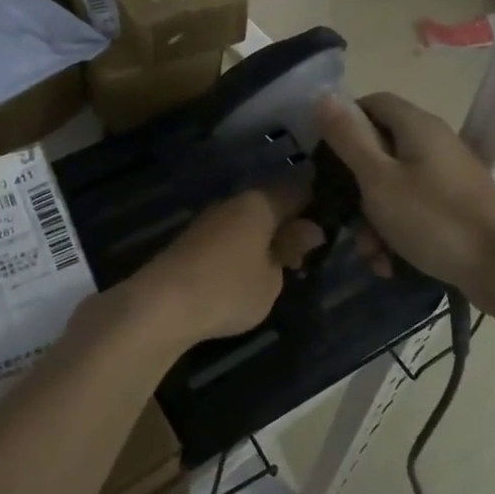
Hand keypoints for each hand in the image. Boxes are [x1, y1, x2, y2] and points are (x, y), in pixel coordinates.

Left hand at [123, 182, 323, 349]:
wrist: (161, 304)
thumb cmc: (228, 289)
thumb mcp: (272, 278)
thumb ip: (291, 248)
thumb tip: (310, 228)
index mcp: (260, 203)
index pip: (299, 189)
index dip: (318, 204)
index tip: (333, 225)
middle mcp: (233, 202)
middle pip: (272, 204)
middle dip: (291, 225)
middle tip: (306, 257)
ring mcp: (209, 219)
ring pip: (249, 220)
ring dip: (266, 239)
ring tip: (279, 270)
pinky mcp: (192, 239)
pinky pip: (230, 235)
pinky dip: (244, 248)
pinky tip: (248, 274)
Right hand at [315, 91, 494, 293]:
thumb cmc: (434, 218)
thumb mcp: (378, 179)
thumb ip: (349, 138)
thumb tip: (324, 96)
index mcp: (417, 126)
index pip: (372, 102)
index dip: (344, 122)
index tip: (325, 156)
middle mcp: (434, 142)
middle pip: (380, 148)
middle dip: (356, 187)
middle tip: (346, 217)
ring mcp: (448, 174)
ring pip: (394, 185)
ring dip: (374, 218)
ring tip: (372, 254)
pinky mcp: (456, 204)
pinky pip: (414, 207)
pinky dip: (397, 230)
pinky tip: (390, 263)